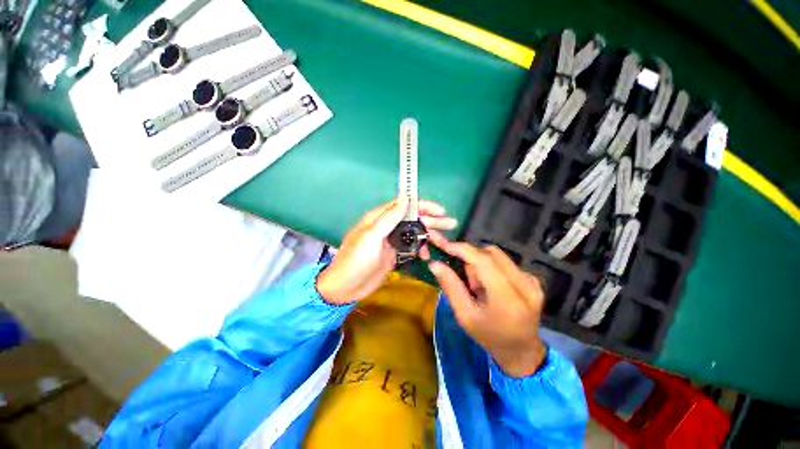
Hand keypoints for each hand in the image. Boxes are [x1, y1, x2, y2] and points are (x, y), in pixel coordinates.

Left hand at [317, 196, 456, 304]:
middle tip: (451, 223)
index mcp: (380, 218)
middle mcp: (388, 227)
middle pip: (413, 219)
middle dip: (432, 221)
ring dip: (429, 236)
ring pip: (414, 234)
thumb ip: (389, 217)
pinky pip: (412, 248)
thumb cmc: (357, 260)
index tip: (440, 211)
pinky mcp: (395, 255)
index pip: (405, 206)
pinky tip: (428, 256)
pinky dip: (421, 250)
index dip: (424, 206)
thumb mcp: (372, 236)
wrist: (346, 287)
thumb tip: (405, 197)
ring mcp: (392, 242)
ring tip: (444, 242)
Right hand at [427, 231, 546, 377]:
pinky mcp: (533, 279)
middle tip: (465, 279)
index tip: (443, 244)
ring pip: (497, 255)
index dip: (462, 249)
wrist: (522, 351)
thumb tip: (434, 263)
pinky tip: (490, 287)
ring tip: (478, 287)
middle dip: (471, 259)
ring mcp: (532, 280)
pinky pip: (504, 262)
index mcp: (508, 298)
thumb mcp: (465, 316)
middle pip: (490, 253)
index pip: (483, 261)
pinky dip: (491, 268)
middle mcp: (525, 284)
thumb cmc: (489, 336)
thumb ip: (450, 286)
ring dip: (481, 264)